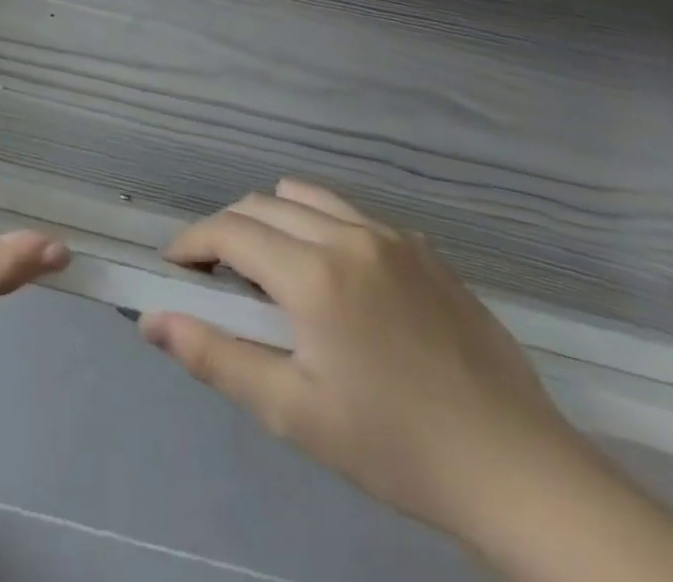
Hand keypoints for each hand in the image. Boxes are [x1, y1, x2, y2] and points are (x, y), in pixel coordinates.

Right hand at [140, 180, 592, 541]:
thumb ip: (216, 357)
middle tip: (219, 281)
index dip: (191, 244)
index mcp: (314, 273)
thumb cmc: (395, 448)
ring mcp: (392, 236)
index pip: (228, 230)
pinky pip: (352, 215)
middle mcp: (348, 235)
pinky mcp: (425, 249)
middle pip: (260, 205)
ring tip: (273, 271)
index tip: (175, 270)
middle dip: (226, 232)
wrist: (520, 473)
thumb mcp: (294, 413)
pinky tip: (338, 282)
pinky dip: (321, 227)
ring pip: (305, 198)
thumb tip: (153, 320)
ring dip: (272, 221)